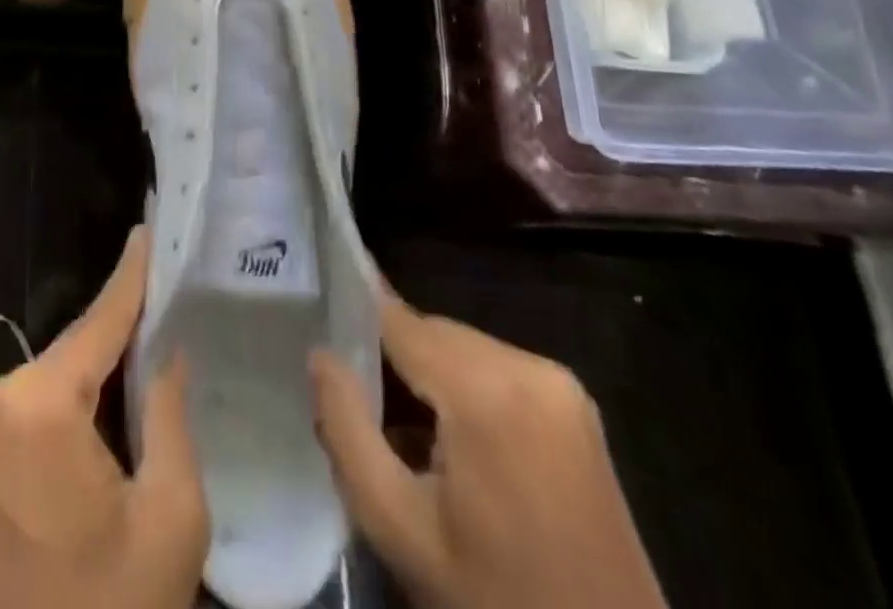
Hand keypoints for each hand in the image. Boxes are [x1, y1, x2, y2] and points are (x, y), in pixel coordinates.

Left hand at [0, 225, 208, 608]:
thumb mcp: (170, 515)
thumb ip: (167, 412)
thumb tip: (164, 351)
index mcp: (35, 408)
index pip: (98, 322)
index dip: (130, 278)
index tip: (148, 234)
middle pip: (65, 360)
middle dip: (109, 353)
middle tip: (154, 339)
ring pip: (34, 388)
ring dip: (74, 391)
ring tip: (119, 407)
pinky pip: (4, 419)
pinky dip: (40, 420)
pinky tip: (70, 450)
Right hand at [308, 282, 665, 608]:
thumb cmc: (495, 601)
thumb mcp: (399, 528)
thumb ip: (346, 429)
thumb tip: (320, 355)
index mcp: (486, 389)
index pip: (398, 318)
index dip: (353, 313)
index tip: (315, 312)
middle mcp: (529, 366)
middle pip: (431, 332)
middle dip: (390, 358)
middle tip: (352, 400)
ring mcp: (561, 386)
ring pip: (462, 348)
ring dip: (426, 376)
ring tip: (396, 430)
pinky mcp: (576, 408)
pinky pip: (496, 371)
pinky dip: (463, 390)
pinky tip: (447, 445)